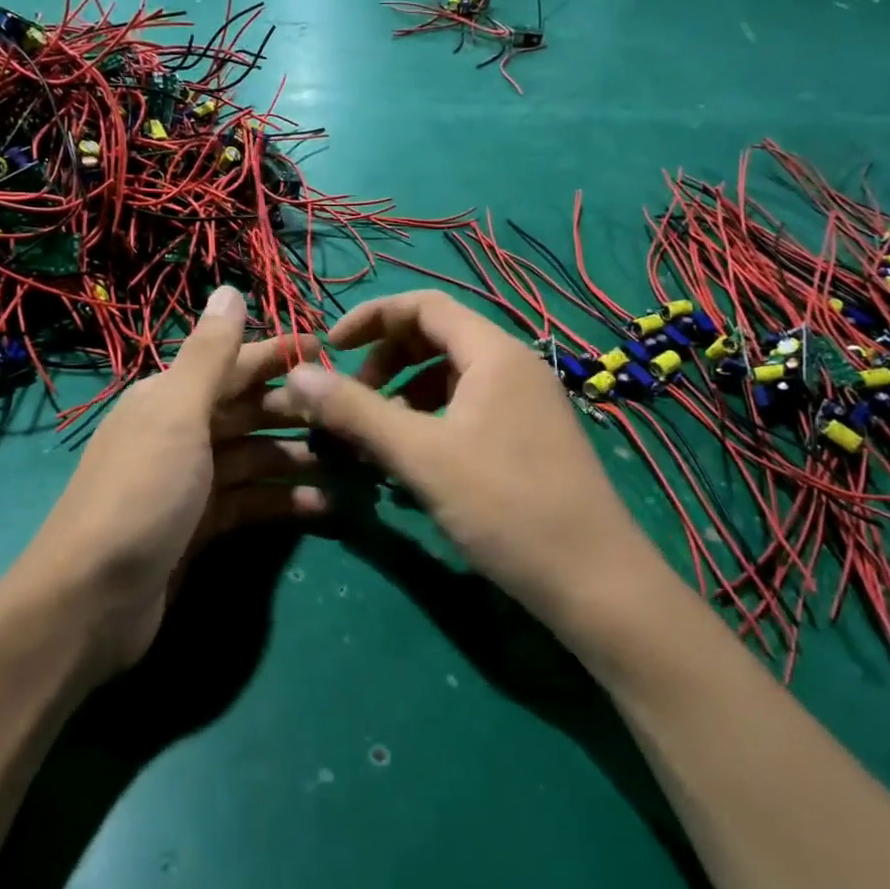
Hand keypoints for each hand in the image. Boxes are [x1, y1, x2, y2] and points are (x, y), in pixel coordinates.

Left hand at [18, 285, 324, 676]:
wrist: (92, 599)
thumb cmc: (142, 492)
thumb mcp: (177, 414)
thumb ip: (209, 354)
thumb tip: (229, 288)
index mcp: (170, 398)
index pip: (234, 365)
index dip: (279, 355)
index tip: (330, 352)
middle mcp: (180, 433)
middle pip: (248, 411)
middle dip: (297, 411)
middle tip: (353, 416)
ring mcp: (190, 483)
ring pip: (254, 458)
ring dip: (297, 458)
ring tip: (352, 463)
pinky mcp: (200, 527)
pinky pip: (251, 502)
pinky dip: (283, 502)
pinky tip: (322, 506)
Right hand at [268, 290, 658, 633]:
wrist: (595, 583)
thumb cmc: (506, 506)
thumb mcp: (420, 455)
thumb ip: (355, 411)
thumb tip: (295, 374)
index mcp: (493, 354)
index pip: (423, 305)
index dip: (371, 318)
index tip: (330, 349)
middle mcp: (513, 367)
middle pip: (436, 339)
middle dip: (385, 362)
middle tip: (352, 404)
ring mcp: (525, 405)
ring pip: (450, 380)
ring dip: (404, 397)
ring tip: (375, 440)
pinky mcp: (528, 439)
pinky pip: (467, 411)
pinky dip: (430, 423)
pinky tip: (412, 465)